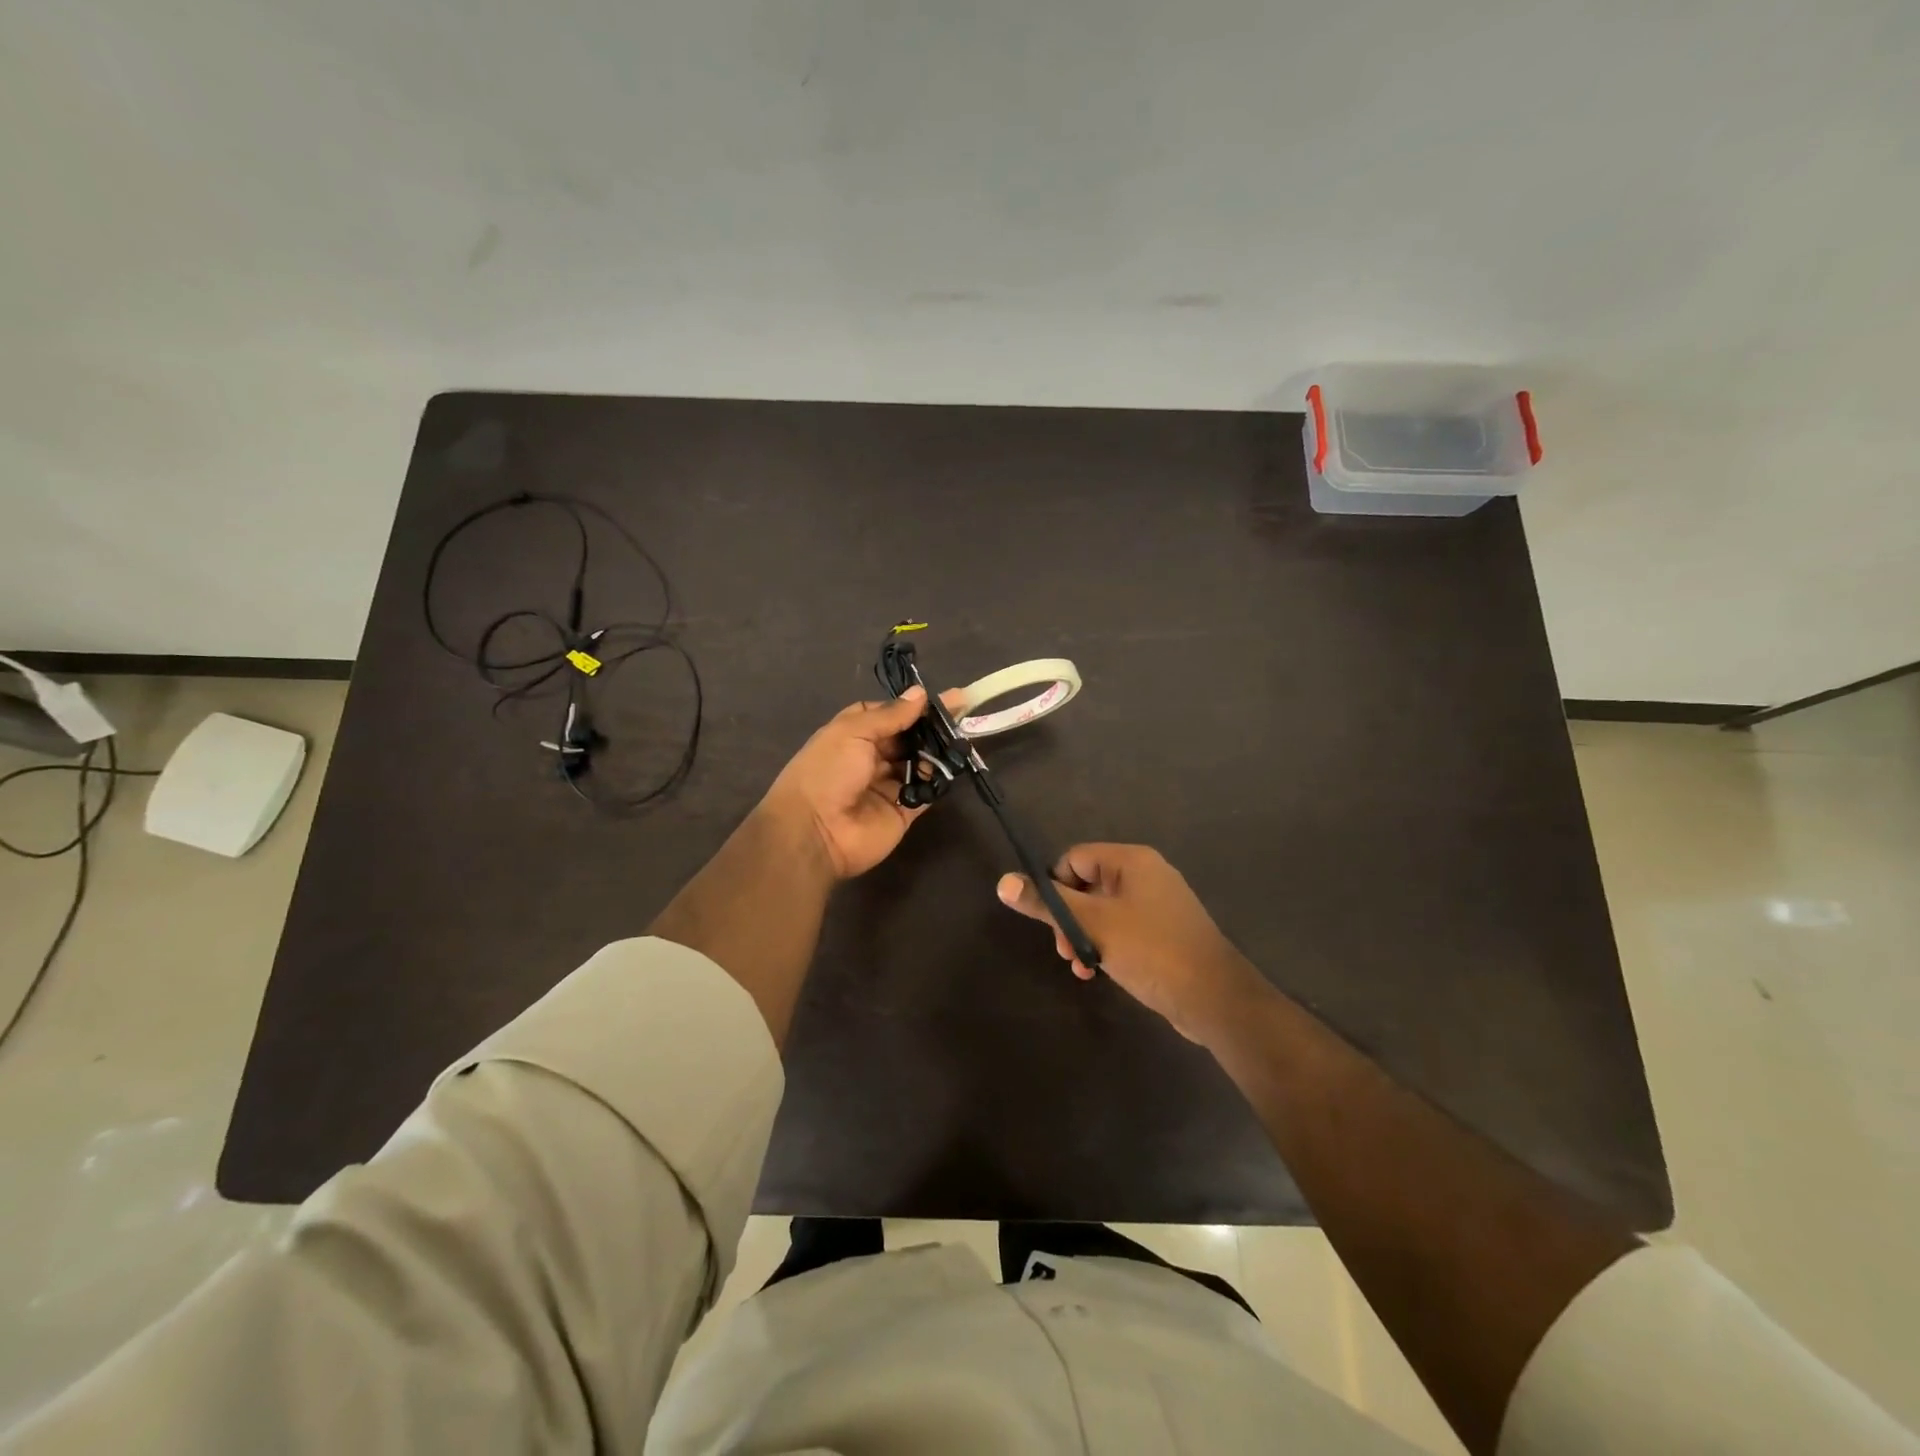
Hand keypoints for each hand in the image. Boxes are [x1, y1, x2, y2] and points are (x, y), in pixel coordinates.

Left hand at [761, 686, 960, 879]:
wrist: (815, 831)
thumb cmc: (828, 771)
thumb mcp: (853, 731)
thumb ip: (891, 715)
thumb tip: (920, 693)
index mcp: (852, 734)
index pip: (887, 715)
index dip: (910, 706)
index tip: (940, 699)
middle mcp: (871, 758)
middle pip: (907, 738)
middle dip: (931, 727)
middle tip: (963, 713)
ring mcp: (888, 785)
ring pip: (920, 764)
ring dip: (937, 752)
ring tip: (961, 738)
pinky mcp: (903, 811)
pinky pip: (926, 793)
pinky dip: (938, 781)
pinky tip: (952, 766)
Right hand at [997, 843, 1269, 1044]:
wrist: (1213, 998)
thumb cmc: (1150, 951)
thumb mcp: (1092, 925)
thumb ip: (1047, 903)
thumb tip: (1003, 882)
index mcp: (1131, 862)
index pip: (1074, 859)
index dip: (1055, 887)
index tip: (1049, 922)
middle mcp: (1146, 875)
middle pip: (1086, 885)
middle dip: (1069, 919)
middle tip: (1065, 950)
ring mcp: (1158, 904)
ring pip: (1102, 911)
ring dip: (1084, 936)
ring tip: (1080, 966)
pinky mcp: (1163, 932)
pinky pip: (1122, 928)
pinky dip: (1105, 945)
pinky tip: (1098, 971)